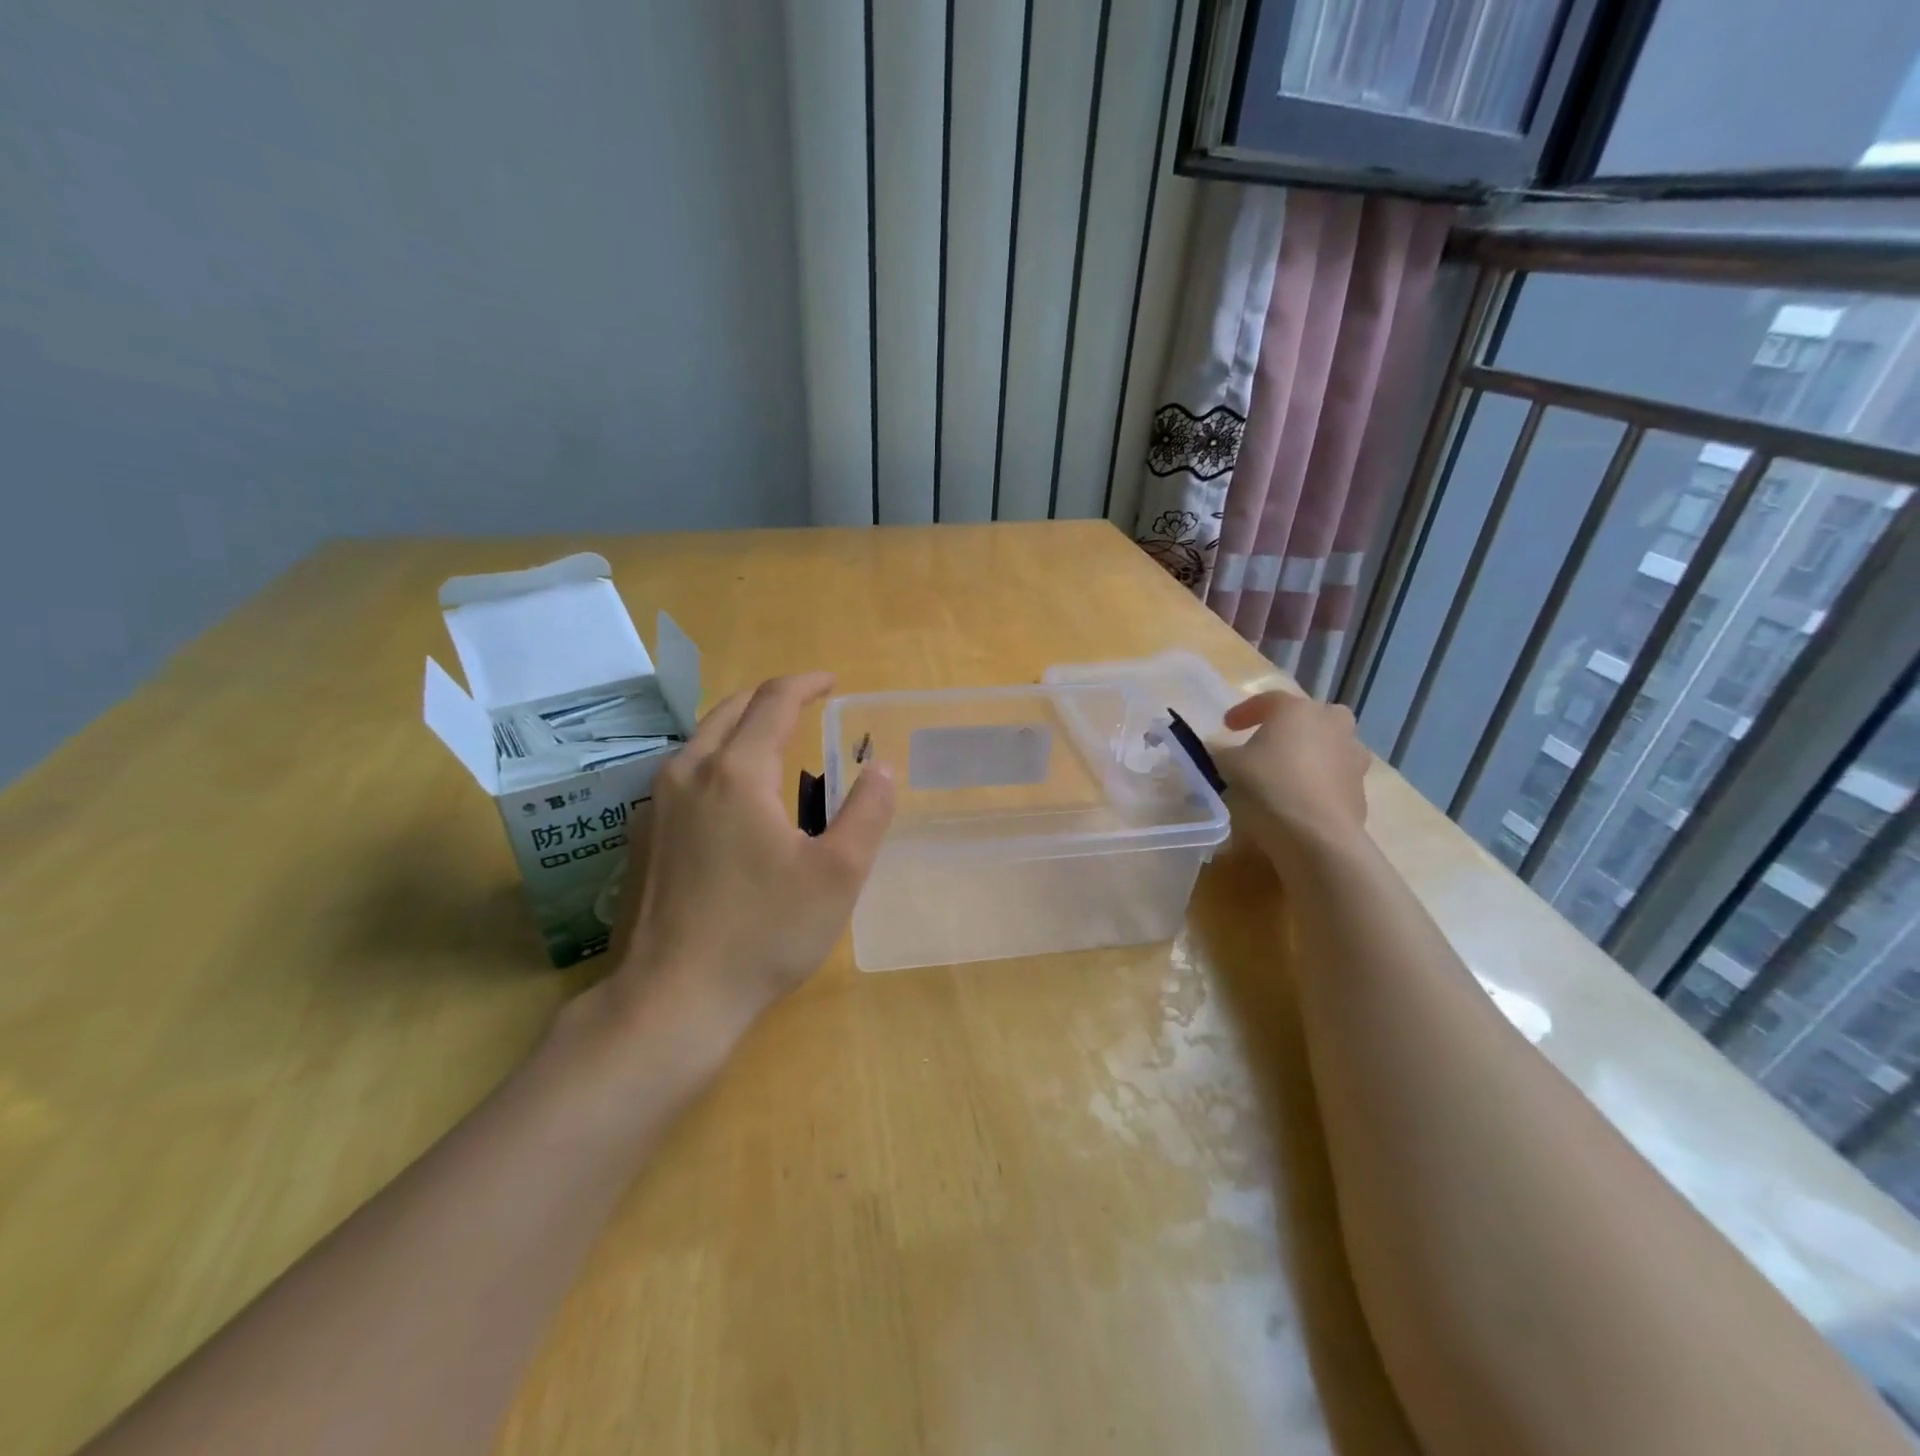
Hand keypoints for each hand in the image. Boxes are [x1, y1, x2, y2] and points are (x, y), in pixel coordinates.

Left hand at [605, 672, 895, 1045]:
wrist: (672, 998)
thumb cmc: (764, 932)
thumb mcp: (839, 875)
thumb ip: (868, 812)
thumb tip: (881, 767)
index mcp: (737, 772)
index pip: (773, 702)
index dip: (806, 684)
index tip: (832, 682)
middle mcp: (688, 773)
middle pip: (729, 710)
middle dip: (770, 698)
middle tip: (805, 704)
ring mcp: (656, 805)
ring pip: (700, 740)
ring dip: (739, 727)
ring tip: (772, 741)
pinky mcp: (641, 837)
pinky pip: (682, 774)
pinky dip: (714, 760)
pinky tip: (730, 795)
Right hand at [1214, 690, 1370, 867]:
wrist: (1316, 837)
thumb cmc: (1268, 787)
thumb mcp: (1227, 766)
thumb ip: (1221, 752)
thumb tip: (1220, 751)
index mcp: (1297, 710)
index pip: (1269, 700)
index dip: (1245, 712)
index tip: (1227, 726)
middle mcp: (1332, 724)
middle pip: (1311, 716)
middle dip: (1291, 726)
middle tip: (1269, 742)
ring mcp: (1353, 757)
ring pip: (1330, 745)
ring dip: (1311, 752)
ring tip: (1288, 772)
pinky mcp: (1361, 789)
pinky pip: (1336, 776)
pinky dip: (1320, 781)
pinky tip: (1301, 799)